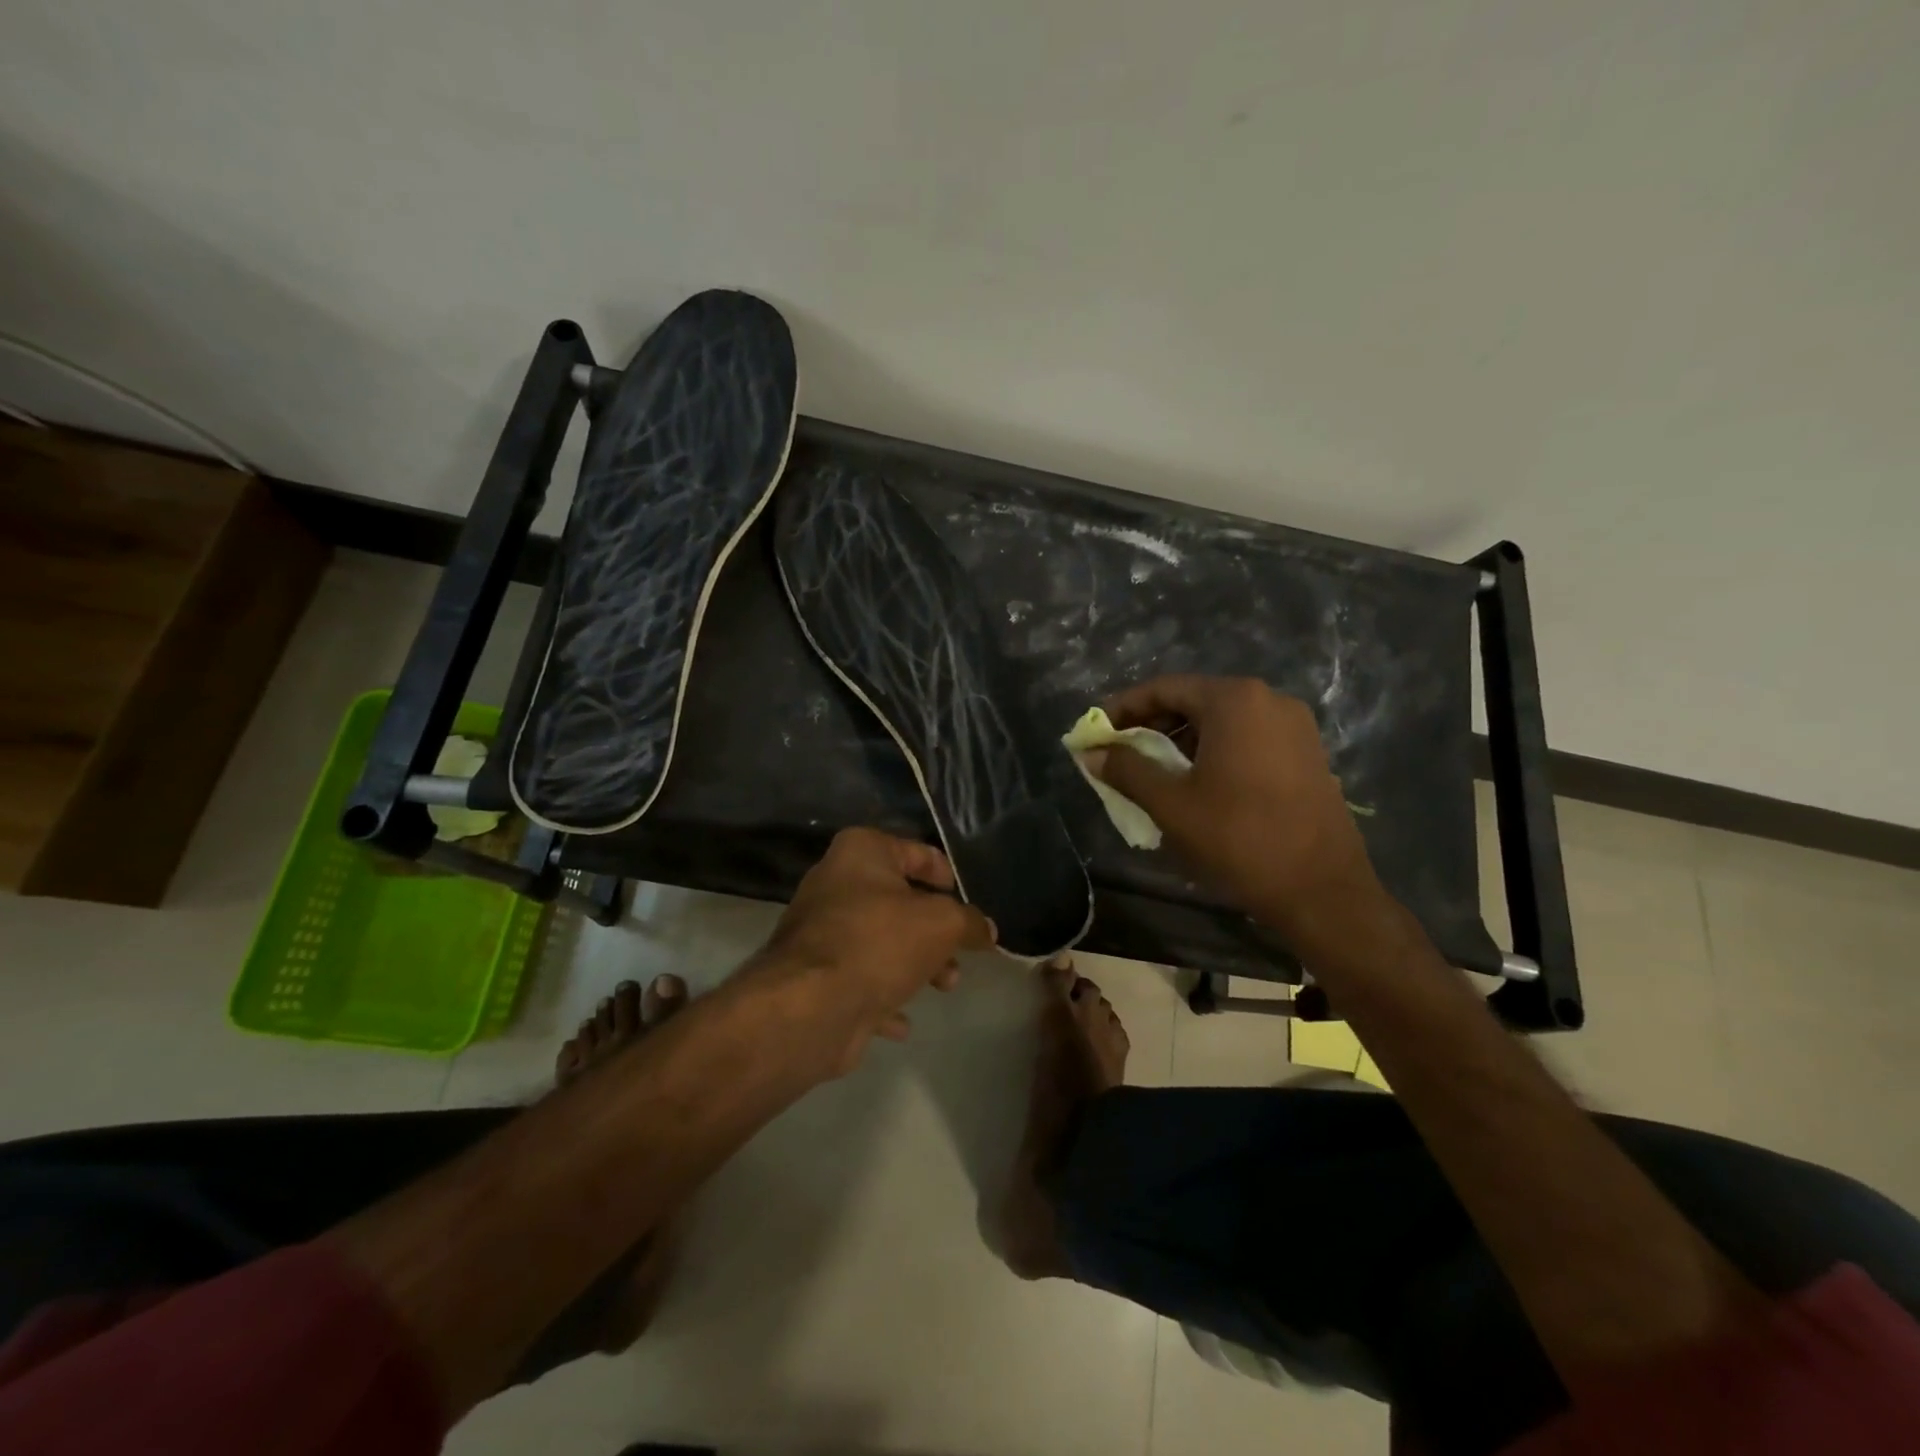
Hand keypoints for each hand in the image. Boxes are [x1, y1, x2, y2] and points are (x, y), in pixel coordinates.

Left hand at [745, 827, 995, 1076]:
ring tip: (944, 986)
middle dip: (935, 931)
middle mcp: (835, 883)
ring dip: (916, 964)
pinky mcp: (813, 975)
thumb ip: (970, 922)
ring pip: (881, 942)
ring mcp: (820, 931)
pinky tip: (902, 1022)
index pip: (916, 851)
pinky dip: (884, 997)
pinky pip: (859, 979)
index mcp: (860, 851)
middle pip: (899, 901)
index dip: (948, 876)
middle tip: (959, 955)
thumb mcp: (943, 924)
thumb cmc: (880, 942)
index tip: (968, 904)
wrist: (811, 1006)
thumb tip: (987, 931)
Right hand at [1087, 676, 1385, 950]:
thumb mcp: (1171, 804)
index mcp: (1234, 700)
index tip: (1095, 731)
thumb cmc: (1239, 839)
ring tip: (1152, 769)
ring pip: (1221, 720)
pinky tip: (1196, 780)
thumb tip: (1090, 752)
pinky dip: (1214, 749)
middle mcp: (1268, 699)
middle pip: (1194, 700)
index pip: (1164, 688)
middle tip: (1119, 752)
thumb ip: (1126, 769)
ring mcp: (1294, 725)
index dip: (1123, 708)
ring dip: (1181, 738)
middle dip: (1151, 724)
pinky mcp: (1307, 752)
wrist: (1322, 890)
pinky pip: (1247, 737)